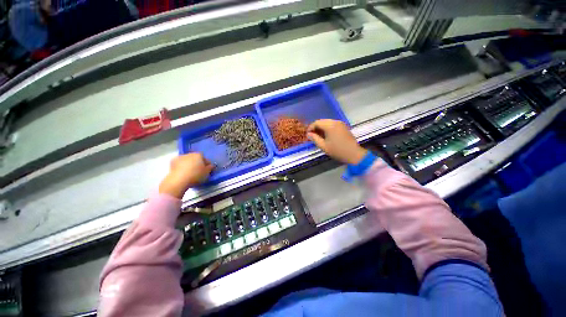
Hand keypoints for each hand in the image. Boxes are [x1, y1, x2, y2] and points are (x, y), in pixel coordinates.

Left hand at [159, 153, 213, 198]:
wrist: (178, 181)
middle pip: (195, 158)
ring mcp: (180, 157)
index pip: (205, 158)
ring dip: (189, 164)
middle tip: (199, 171)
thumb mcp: (207, 172)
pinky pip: (180, 164)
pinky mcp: (172, 162)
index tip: (207, 169)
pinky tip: (183, 173)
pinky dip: (182, 167)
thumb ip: (210, 168)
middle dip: (197, 163)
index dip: (206, 163)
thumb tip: (211, 165)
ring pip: (187, 160)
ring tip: (190, 173)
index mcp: (199, 155)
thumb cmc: (196, 175)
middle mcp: (189, 154)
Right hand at [307, 119, 366, 164]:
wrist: (354, 154)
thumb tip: (309, 134)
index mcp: (330, 125)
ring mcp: (340, 123)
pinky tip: (325, 135)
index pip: (317, 122)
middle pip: (322, 121)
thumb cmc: (337, 151)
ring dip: (321, 128)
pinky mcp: (343, 126)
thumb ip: (314, 138)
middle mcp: (335, 122)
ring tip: (318, 136)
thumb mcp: (323, 146)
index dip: (310, 128)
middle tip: (312, 136)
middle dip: (316, 127)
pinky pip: (332, 124)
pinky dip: (327, 128)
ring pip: (327, 122)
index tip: (307, 135)